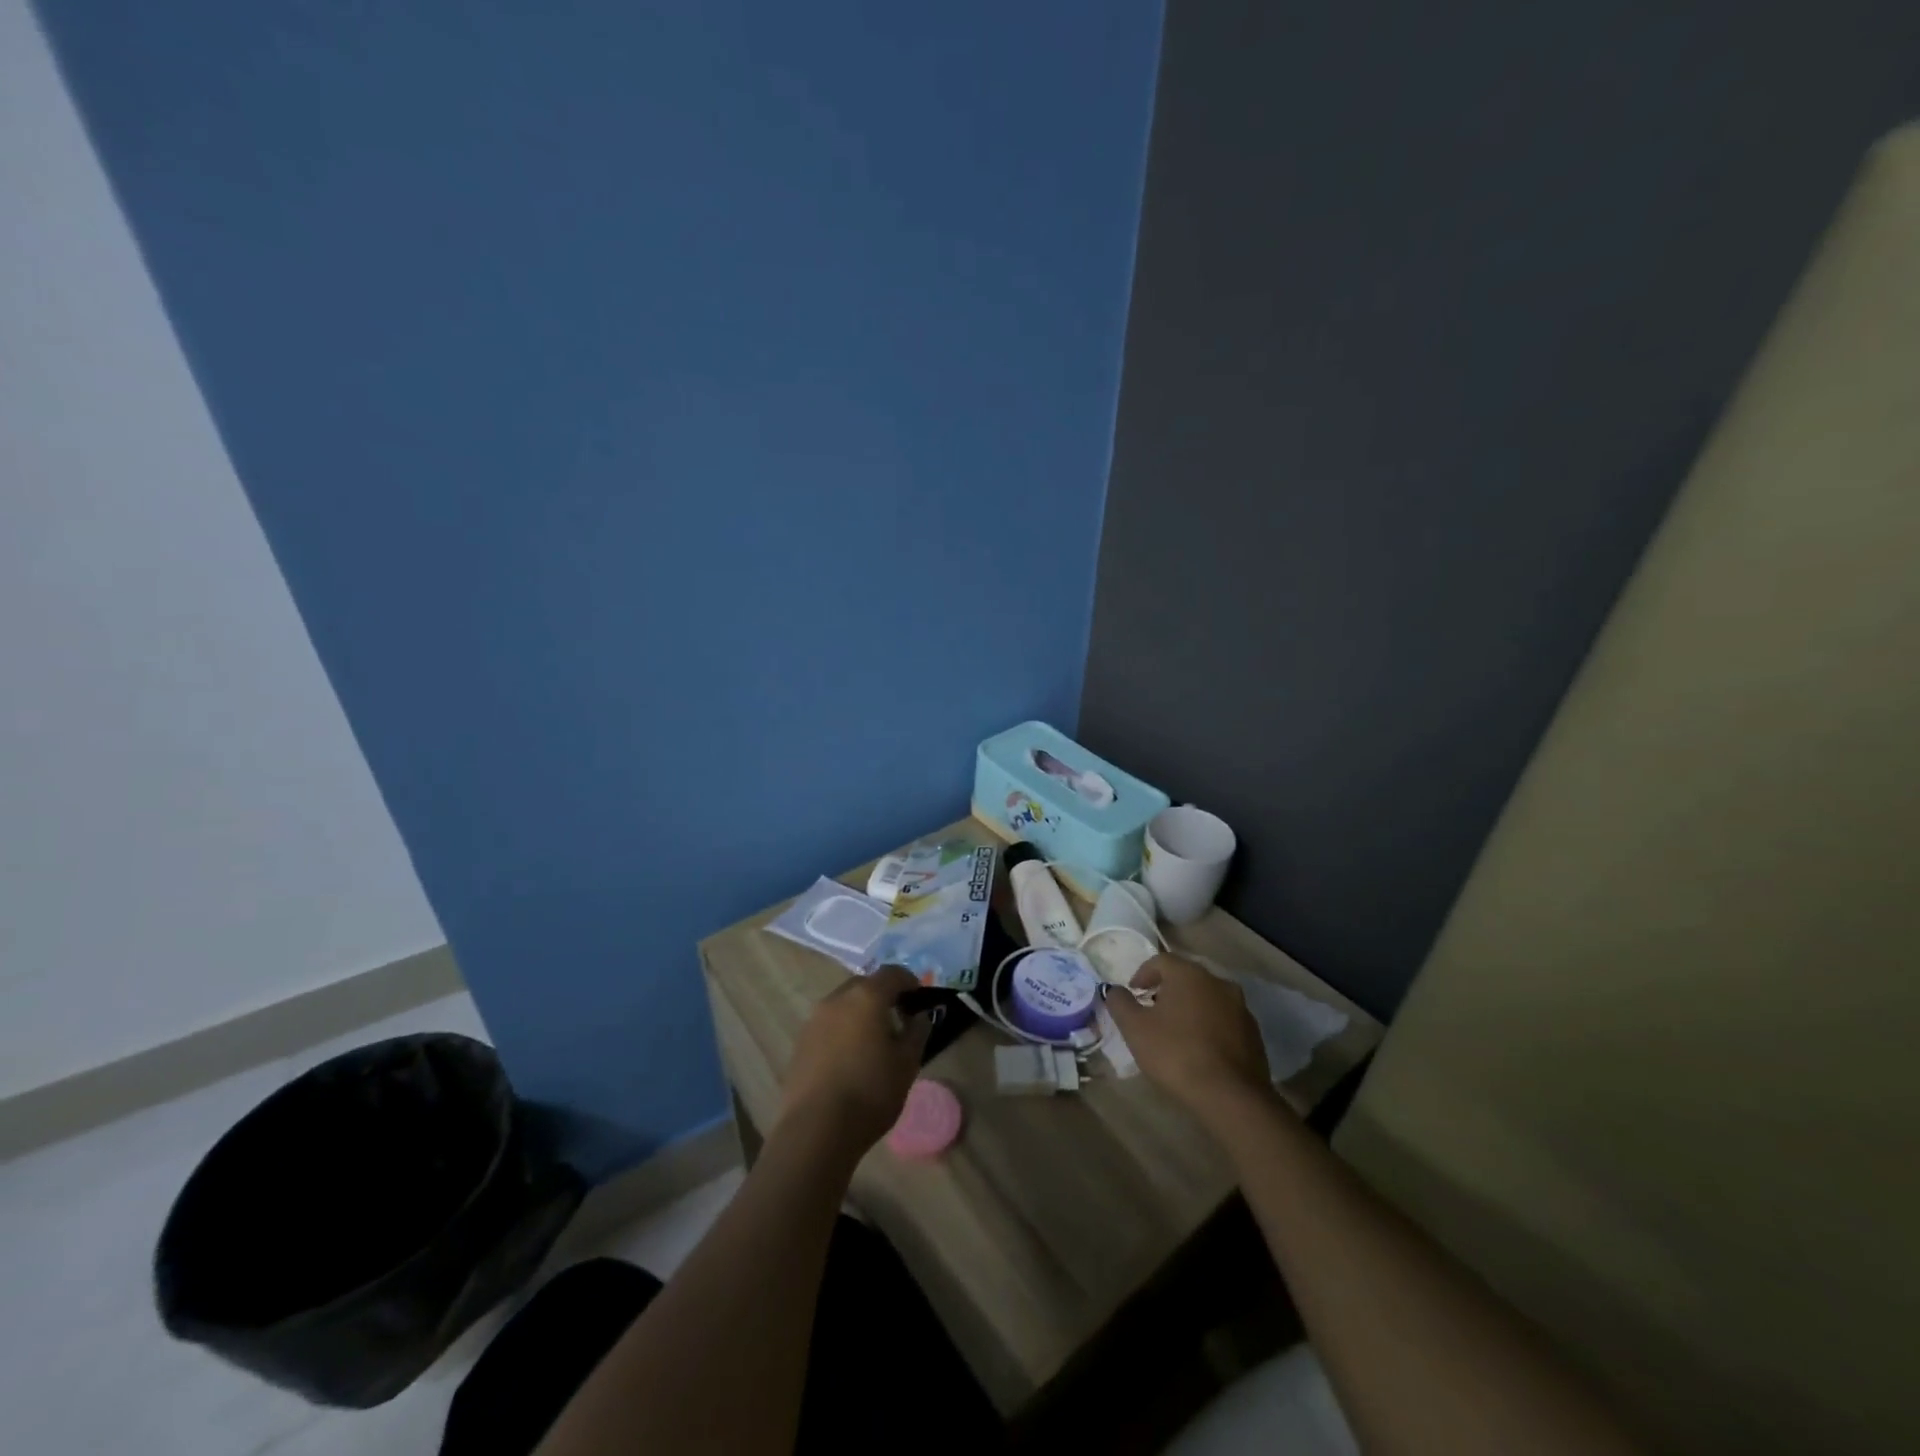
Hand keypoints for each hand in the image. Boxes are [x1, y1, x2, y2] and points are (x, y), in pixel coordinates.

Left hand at [780, 966, 933, 1156]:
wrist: (816, 1130)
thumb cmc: (870, 1092)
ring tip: (873, 1042)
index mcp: (866, 996)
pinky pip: (829, 1024)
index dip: (910, 981)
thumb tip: (919, 1017)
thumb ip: (917, 1032)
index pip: (893, 973)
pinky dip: (843, 1030)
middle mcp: (837, 999)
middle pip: (865, 985)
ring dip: (861, 1013)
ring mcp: (814, 1019)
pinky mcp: (800, 1042)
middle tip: (898, 1020)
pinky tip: (850, 1059)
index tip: (920, 999)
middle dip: (883, 996)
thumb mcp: (907, 1063)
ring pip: (844, 1004)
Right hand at [1104, 954, 1274, 1124]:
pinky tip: (1200, 1049)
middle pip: (1186, 977)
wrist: (1231, 1096)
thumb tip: (1114, 990)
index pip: (1161, 961)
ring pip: (1207, 998)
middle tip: (1152, 1011)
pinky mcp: (1254, 1033)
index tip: (1133, 993)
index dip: (1143, 974)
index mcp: (1189, 974)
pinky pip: (1224, 1019)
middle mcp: (1218, 982)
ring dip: (1190, 1007)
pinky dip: (1208, 1025)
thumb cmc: (1176, 1054)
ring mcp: (1240, 1007)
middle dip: (1166, 990)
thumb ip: (1120, 1003)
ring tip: (1175, 1032)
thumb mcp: (1135, 1029)